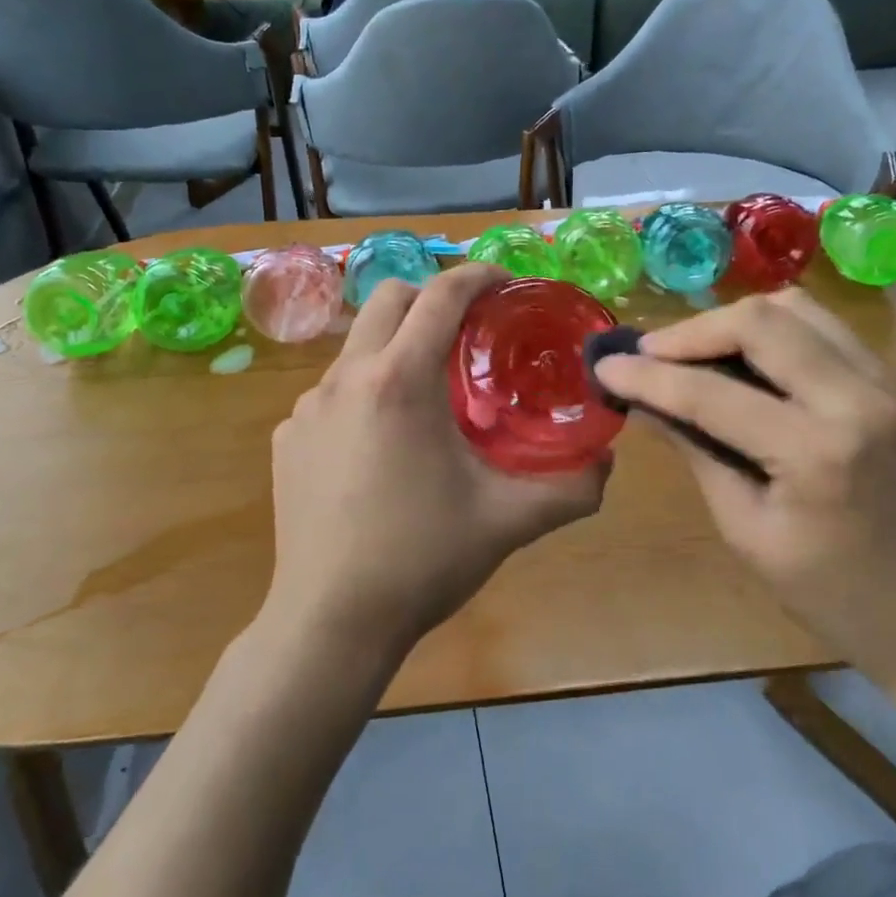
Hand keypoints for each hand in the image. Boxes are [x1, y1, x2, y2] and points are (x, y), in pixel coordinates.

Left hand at [266, 263, 609, 666]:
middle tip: (469, 332)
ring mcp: (307, 407)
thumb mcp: (510, 520)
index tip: (507, 284)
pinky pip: (333, 392)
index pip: (442, 295)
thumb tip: (608, 461)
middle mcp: (346, 377)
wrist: (330, 621)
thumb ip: (572, 488)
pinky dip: (365, 392)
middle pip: (389, 297)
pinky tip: (384, 444)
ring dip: (397, 346)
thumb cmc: (422, 559)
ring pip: (358, 345)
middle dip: (432, 297)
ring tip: (430, 394)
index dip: (479, 276)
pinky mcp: (288, 437)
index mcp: (400, 380)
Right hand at [592, 290, 895, 690]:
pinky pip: (826, 333)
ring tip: (695, 356)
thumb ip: (699, 453)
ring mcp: (893, 384)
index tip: (605, 367)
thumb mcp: (750, 533)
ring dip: (736, 324)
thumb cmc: (838, 600)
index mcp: (818, 452)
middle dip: (692, 331)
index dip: (648, 377)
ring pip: (798, 309)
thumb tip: (647, 404)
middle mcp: (862, 399)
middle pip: (761, 319)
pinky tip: (748, 367)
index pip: (711, 392)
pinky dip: (776, 336)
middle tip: (650, 357)